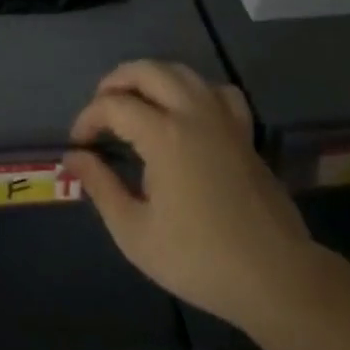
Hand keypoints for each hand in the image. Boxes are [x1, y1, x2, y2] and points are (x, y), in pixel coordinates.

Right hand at [64, 60, 315, 325]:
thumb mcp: (135, 232)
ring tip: (135, 101)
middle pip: (147, 71)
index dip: (89, 118)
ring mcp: (223, 119)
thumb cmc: (199, 259)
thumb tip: (73, 157)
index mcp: (164, 135)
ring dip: (151, 78)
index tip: (79, 143)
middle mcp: (193, 114)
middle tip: (100, 109)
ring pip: (182, 72)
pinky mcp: (244, 133)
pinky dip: (195, 89)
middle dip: (115, 82)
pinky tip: (186, 110)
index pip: (114, 105)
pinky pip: (217, 90)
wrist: (276, 279)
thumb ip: (100, 187)